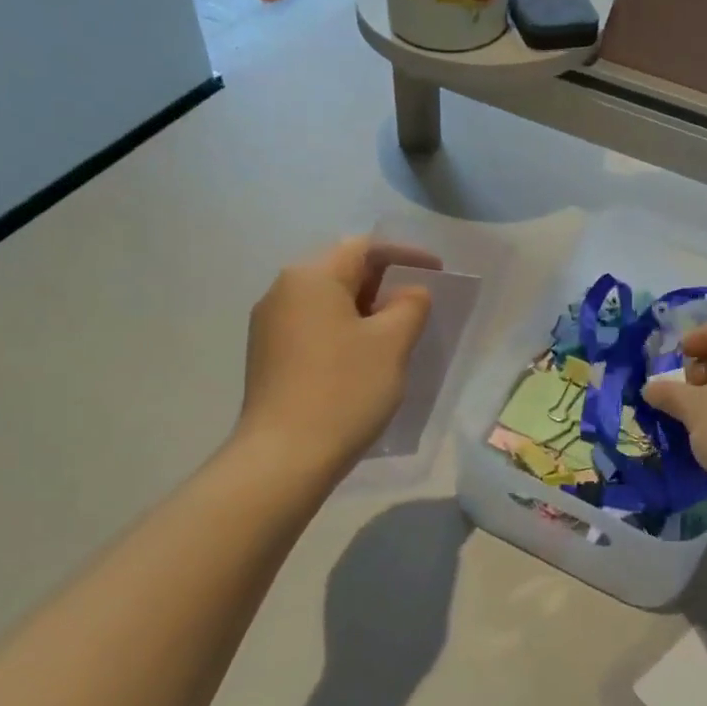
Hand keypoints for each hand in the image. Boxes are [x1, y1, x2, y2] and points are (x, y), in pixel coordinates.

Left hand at [237, 236, 438, 474]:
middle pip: (342, 271)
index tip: (439, 273)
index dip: (406, 255)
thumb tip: (408, 293)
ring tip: (397, 333)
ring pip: (328, 302)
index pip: (364, 247)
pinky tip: (363, 358)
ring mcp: (269, 325)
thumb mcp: (391, 343)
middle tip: (420, 306)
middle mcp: (282, 291)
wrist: (284, 457)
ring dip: (365, 310)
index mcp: (310, 277)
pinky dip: (344, 331)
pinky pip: (314, 327)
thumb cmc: (344, 390)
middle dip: (385, 283)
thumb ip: (409, 305)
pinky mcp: (267, 356)